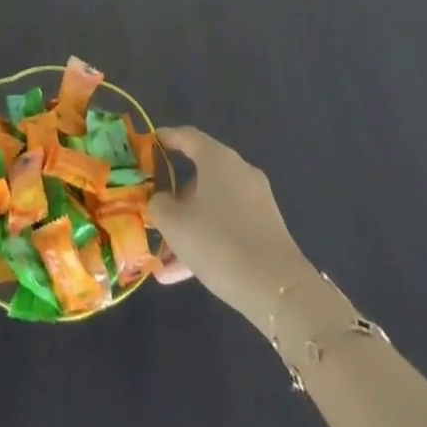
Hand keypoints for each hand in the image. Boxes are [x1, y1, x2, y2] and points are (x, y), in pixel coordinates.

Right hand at [150, 127, 314, 336]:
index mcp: (217, 159)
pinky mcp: (265, 229)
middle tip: (154, 213)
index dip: (166, 138)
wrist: (279, 290)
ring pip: (212, 206)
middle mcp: (239, 171)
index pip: (187, 136)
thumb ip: (158, 205)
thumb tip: (160, 201)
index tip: (148, 144)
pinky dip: (206, 241)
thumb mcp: (175, 224)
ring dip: (188, 227)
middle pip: (199, 175)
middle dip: (174, 197)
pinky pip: (227, 226)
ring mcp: (255, 201)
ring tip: (164, 259)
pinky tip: (184, 274)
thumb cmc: (219, 243)